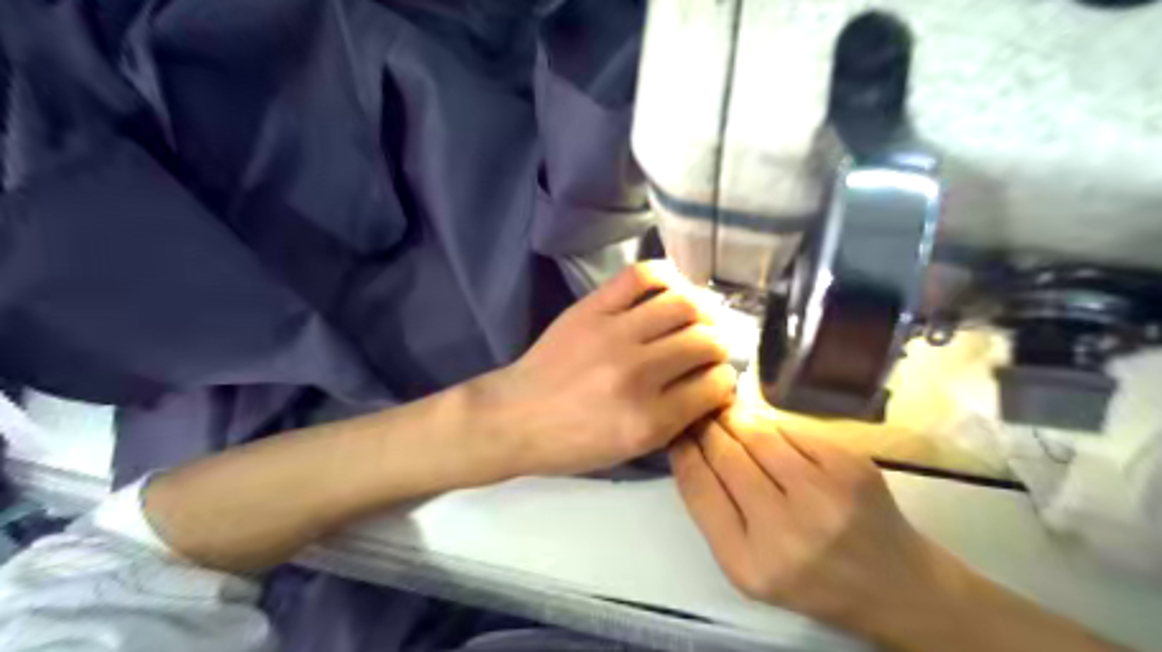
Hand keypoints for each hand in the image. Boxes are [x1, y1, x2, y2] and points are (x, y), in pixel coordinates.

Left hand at [490, 257, 733, 474]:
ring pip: (684, 306)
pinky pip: (642, 277)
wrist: (514, 417)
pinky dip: (667, 275)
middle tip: (711, 347)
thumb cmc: (571, 443)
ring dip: (702, 311)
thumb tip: (712, 382)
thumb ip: (675, 419)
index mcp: (649, 421)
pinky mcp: (592, 308)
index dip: (723, 380)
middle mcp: (638, 374)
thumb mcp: (630, 450)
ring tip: (698, 317)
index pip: (715, 386)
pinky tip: (674, 287)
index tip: (715, 378)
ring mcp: (614, 335)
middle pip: (706, 342)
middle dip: (719, 345)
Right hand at [672, 409, 962, 642]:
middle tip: (699, 413)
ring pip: (758, 434)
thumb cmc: (810, 579)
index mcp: (749, 563)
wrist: (894, 585)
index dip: (683, 450)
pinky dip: (771, 423)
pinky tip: (765, 426)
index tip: (677, 431)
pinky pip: (791, 428)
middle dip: (707, 427)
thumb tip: (692, 445)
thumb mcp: (748, 564)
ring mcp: (823, 494)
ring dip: (736, 419)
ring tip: (726, 412)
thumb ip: (714, 510)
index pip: (699, 487)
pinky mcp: (850, 466)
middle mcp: (785, 530)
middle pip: (726, 455)